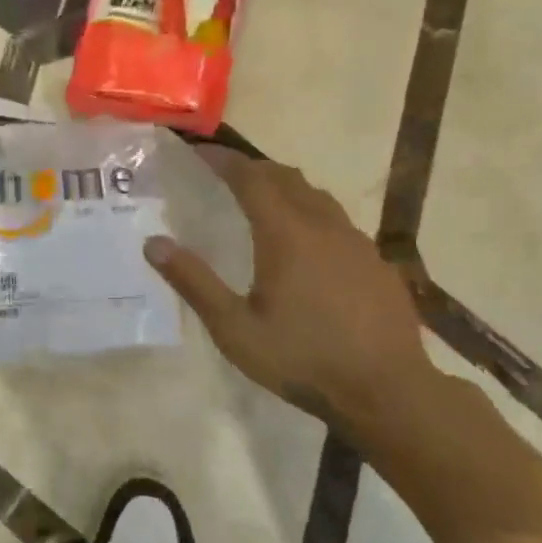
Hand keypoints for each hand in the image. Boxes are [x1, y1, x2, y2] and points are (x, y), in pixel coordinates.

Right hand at [145, 146, 435, 428]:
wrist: (387, 390)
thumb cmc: (302, 359)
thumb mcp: (235, 329)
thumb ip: (194, 283)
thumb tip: (154, 243)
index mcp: (286, 234)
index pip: (251, 178)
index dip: (223, 160)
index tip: (199, 152)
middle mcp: (324, 226)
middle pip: (286, 177)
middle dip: (252, 168)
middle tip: (224, 174)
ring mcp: (357, 242)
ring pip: (316, 196)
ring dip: (285, 188)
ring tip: (262, 202)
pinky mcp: (377, 263)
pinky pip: (338, 222)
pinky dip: (311, 214)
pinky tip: (306, 245)